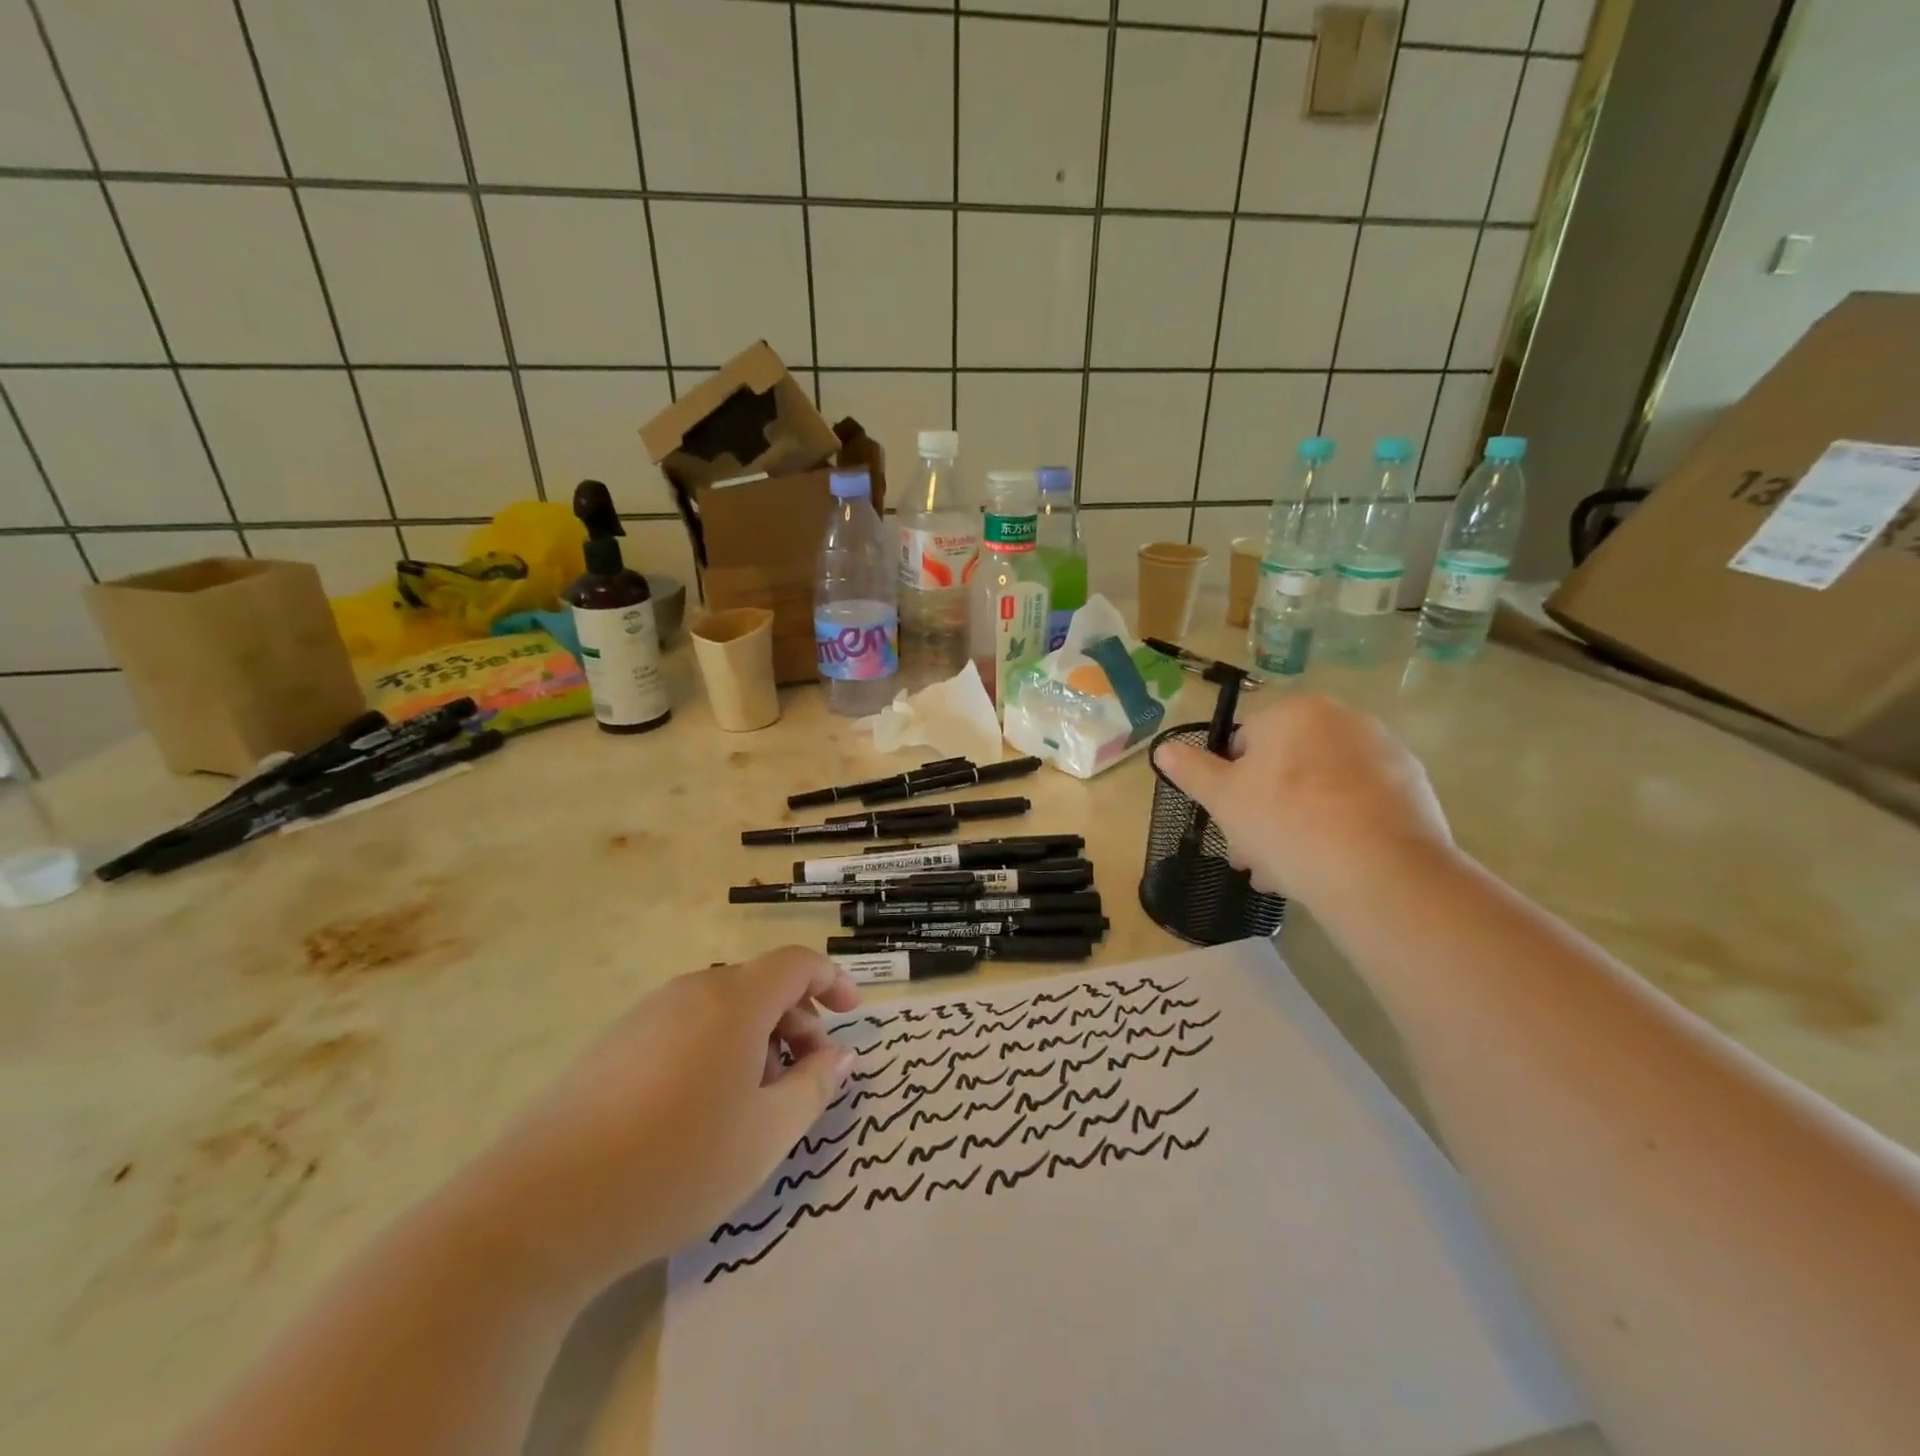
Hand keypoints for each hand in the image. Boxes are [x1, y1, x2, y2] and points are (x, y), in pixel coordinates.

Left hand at [468, 947, 860, 1292]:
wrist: (540, 1209)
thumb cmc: (676, 1164)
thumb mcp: (767, 1134)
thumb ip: (814, 1086)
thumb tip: (841, 1055)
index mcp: (735, 1000)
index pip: (797, 963)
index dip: (833, 981)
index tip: (853, 1015)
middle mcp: (692, 991)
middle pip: (761, 986)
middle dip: (797, 1021)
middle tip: (806, 1078)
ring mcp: (647, 1015)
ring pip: (723, 1009)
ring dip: (757, 1039)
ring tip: (756, 1102)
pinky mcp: (614, 1044)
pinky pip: (686, 1028)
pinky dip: (717, 1050)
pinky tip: (702, 1111)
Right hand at [1156, 694, 1453, 909]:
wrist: (1381, 872)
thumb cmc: (1286, 823)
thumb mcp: (1223, 799)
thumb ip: (1191, 770)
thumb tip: (1163, 748)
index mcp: (1294, 712)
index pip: (1245, 744)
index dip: (1230, 787)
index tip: (1229, 825)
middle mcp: (1343, 720)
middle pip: (1286, 769)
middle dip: (1263, 813)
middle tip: (1253, 857)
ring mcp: (1384, 753)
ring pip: (1320, 790)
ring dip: (1296, 827)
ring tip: (1286, 875)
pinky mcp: (1414, 789)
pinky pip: (1358, 806)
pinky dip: (1339, 830)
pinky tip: (1327, 869)